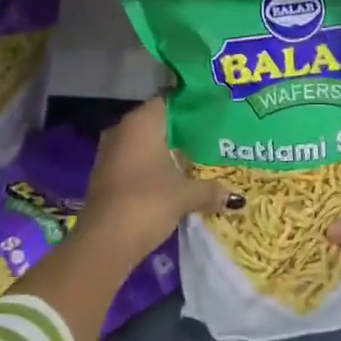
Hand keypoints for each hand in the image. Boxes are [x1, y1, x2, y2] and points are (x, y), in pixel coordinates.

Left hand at [80, 96, 240, 256]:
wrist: (104, 242)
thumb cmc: (147, 203)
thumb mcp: (185, 195)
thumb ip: (210, 190)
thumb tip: (235, 197)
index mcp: (141, 122)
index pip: (169, 99)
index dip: (191, 105)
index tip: (212, 112)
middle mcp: (123, 129)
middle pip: (157, 121)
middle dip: (181, 130)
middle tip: (210, 136)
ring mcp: (111, 152)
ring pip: (144, 142)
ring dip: (166, 150)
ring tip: (196, 158)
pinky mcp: (106, 174)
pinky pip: (134, 160)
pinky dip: (152, 165)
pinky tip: (172, 178)